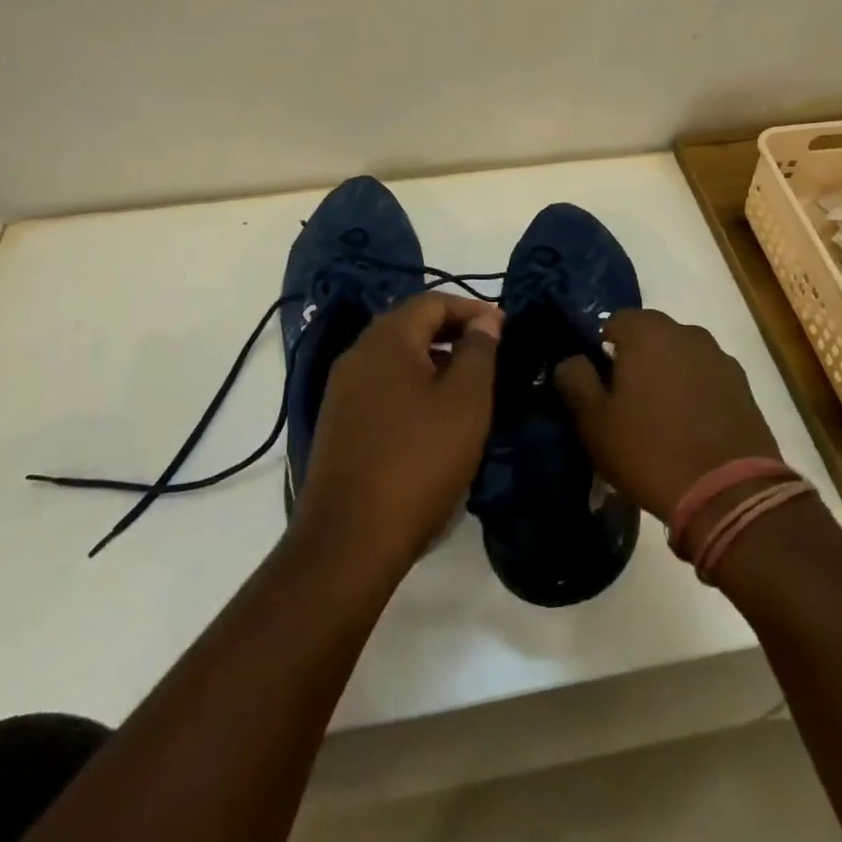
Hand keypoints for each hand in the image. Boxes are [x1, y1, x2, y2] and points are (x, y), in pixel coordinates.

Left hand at [292, 292, 502, 581]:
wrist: (348, 540)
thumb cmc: (418, 460)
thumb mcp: (465, 402)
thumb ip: (479, 352)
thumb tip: (485, 319)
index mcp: (387, 339)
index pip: (433, 302)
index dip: (472, 309)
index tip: (505, 328)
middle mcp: (358, 353)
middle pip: (410, 326)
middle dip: (452, 333)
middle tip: (489, 354)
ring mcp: (341, 390)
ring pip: (395, 358)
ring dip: (432, 361)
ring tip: (467, 387)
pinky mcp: (337, 424)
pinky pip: (381, 387)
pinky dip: (411, 387)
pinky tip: (432, 419)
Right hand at [554, 308, 779, 524]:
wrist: (730, 494)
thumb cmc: (650, 450)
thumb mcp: (594, 420)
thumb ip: (575, 379)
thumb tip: (572, 360)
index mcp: (648, 331)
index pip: (614, 322)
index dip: (601, 351)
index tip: (599, 386)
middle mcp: (687, 332)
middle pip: (650, 337)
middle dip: (636, 362)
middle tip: (626, 404)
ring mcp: (720, 359)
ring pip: (680, 358)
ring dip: (668, 378)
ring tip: (661, 421)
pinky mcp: (744, 388)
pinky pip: (706, 381)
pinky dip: (696, 396)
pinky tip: (690, 431)